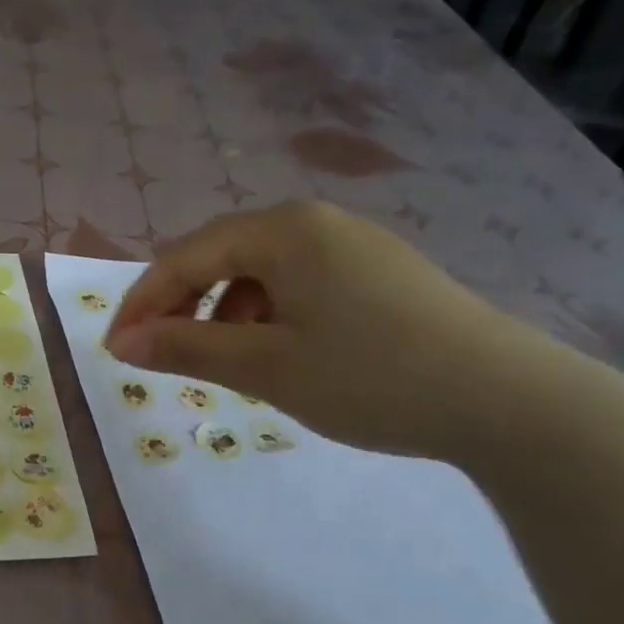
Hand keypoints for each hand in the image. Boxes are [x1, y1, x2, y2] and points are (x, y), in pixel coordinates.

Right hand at [104, 201, 558, 460]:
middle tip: (157, 353)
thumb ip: (188, 348)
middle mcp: (315, 223)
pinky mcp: (378, 273)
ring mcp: (352, 245)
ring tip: (222, 360)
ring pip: (260, 272)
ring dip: (224, 312)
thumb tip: (125, 344)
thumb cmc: (371, 376)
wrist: (507, 400)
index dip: (144, 302)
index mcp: (284, 230)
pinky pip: (298, 284)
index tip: (116, 349)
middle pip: (222, 256)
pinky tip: (278, 352)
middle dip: (181, 305)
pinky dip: (268, 315)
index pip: (187, 256)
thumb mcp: (267, 366)